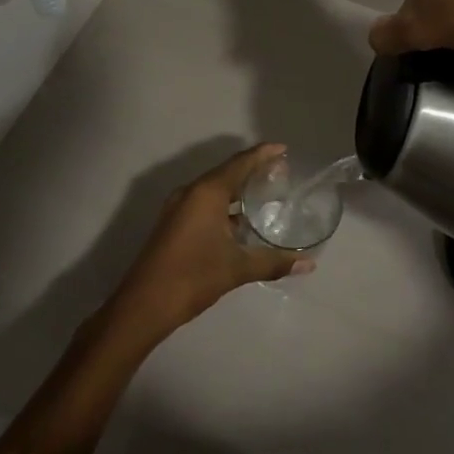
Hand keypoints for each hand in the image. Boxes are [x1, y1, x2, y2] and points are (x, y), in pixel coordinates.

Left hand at [108, 144, 315, 340]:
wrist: (144, 304)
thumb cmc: (193, 276)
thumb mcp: (237, 268)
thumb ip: (273, 262)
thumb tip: (308, 263)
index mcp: (207, 192)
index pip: (240, 163)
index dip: (262, 154)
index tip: (283, 149)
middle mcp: (191, 192)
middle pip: (227, 172)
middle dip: (253, 170)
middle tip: (280, 172)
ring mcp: (179, 207)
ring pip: (214, 189)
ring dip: (238, 189)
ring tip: (265, 194)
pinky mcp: (174, 223)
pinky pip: (204, 203)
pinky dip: (224, 204)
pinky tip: (240, 221)